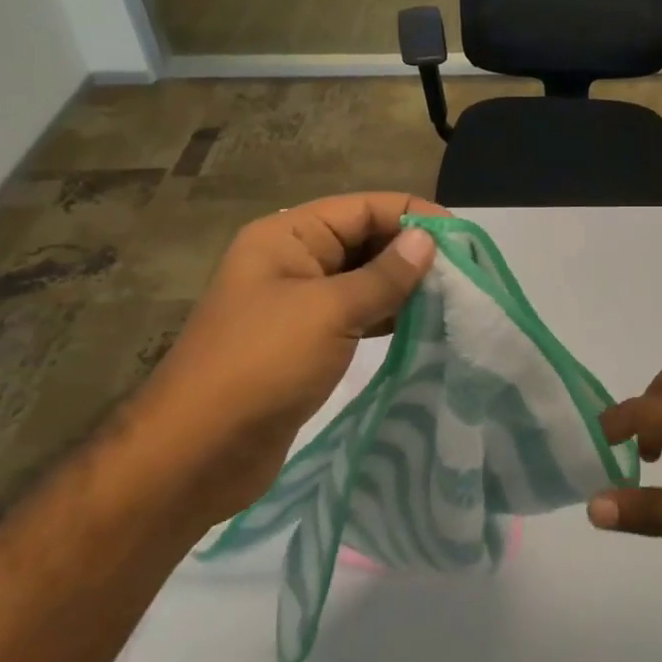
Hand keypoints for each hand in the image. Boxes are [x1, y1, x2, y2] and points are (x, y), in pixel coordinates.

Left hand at [125, 192, 444, 524]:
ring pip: (363, 278)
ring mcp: (297, 303)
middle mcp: (292, 260)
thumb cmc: (263, 365)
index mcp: (287, 236)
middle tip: (464, 272)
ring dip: (404, 285)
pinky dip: (388, 315)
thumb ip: (384, 275)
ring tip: (452, 297)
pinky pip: (356, 314)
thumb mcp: (330, 311)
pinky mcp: (305, 341)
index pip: (363, 208)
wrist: (197, 453)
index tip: (462, 238)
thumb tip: (427, 240)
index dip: (413, 215)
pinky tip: (422, 324)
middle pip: (364, 239)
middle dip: (412, 251)